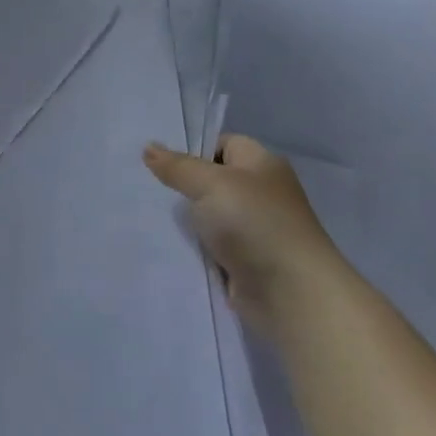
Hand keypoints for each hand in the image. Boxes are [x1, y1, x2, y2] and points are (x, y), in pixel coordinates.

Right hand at [143, 133, 348, 329]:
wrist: (289, 291)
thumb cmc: (254, 223)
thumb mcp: (210, 184)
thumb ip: (178, 167)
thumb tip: (148, 147)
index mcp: (262, 164)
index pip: (223, 144)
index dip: (193, 150)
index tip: (161, 164)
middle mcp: (261, 193)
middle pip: (213, 181)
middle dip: (182, 186)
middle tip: (145, 189)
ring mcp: (254, 229)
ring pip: (209, 216)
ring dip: (186, 221)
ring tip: (147, 218)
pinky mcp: (244, 260)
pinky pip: (211, 246)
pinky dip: (193, 247)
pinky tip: (166, 246)